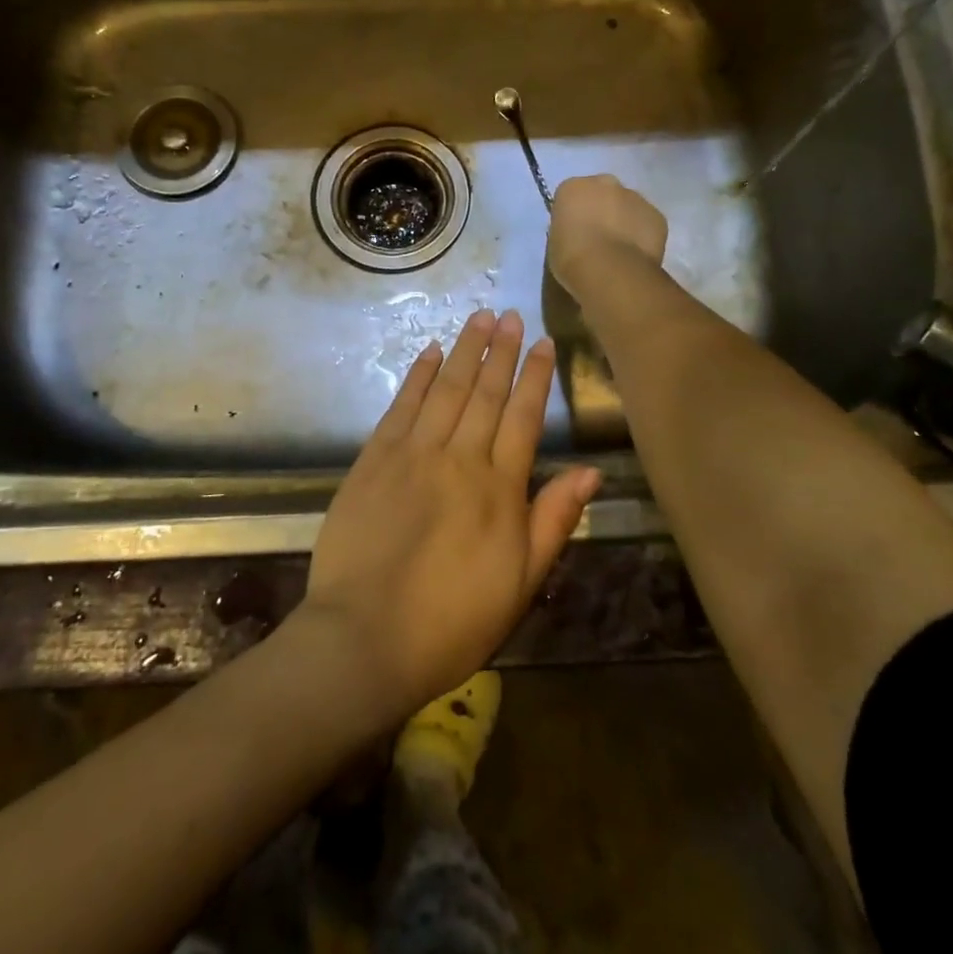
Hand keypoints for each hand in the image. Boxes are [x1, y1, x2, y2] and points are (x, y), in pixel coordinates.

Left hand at [298, 308, 599, 722]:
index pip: (522, 418)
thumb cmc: (451, 622)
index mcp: (499, 489)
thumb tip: (589, 472)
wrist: (364, 638)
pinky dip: (418, 376)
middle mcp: (458, 459)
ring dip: (464, 351)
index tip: (542, 343)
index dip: (534, 377)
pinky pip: (401, 406)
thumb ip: (553, 521)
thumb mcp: (520, 583)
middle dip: (500, 351)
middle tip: (510, 315)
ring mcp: (412, 454)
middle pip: (485, 393)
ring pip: (446, 390)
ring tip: (479, 318)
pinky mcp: (374, 459)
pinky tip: (430, 352)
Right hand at [547, 174, 668, 296]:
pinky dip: (642, 234)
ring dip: (624, 221)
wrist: (608, 270)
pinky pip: (647, 223)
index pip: (572, 195)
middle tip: (598, 238)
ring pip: (628, 206)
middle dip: (602, 209)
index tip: (575, 232)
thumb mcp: (556, 240)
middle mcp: (605, 182)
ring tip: (619, 250)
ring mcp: (635, 197)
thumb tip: (581, 231)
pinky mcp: (657, 215)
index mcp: (574, 187)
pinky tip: (635, 254)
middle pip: (603, 193)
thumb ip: (569, 227)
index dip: (574, 214)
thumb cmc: (571, 256)